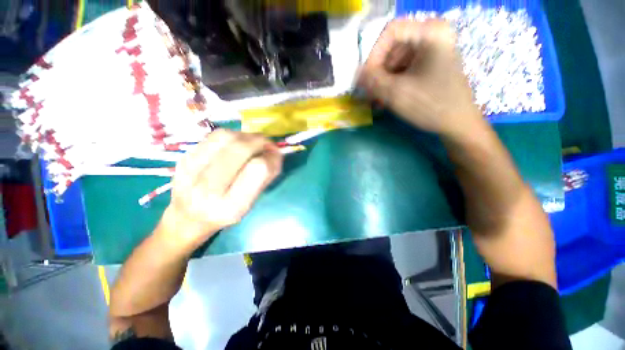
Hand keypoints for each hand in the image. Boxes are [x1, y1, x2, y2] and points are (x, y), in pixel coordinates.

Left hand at [158, 129, 282, 250]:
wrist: (187, 217)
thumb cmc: (225, 213)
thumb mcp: (250, 203)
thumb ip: (266, 178)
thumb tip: (276, 152)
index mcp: (231, 206)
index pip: (258, 168)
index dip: (272, 157)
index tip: (276, 154)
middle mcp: (209, 188)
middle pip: (240, 148)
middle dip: (260, 141)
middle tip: (267, 144)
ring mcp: (191, 170)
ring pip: (226, 137)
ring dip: (246, 136)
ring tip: (252, 143)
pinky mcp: (184, 157)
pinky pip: (214, 136)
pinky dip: (232, 135)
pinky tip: (236, 143)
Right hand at [358, 19, 485, 138]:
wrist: (458, 124)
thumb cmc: (430, 106)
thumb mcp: (396, 93)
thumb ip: (372, 81)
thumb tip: (355, 73)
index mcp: (431, 33)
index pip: (391, 31)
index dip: (374, 54)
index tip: (367, 78)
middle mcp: (433, 35)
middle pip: (393, 46)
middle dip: (378, 72)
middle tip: (369, 93)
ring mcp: (433, 50)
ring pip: (397, 59)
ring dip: (383, 80)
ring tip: (377, 100)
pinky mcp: (431, 64)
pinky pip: (405, 68)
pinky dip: (393, 83)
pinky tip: (386, 99)